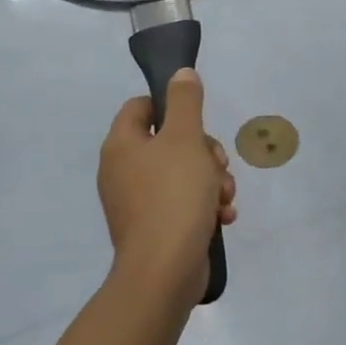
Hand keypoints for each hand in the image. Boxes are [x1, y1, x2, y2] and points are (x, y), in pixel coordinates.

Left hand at [98, 69, 235, 305]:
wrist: (165, 270)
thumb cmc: (174, 195)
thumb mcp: (185, 138)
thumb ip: (185, 101)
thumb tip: (181, 74)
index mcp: (121, 145)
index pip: (141, 107)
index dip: (171, 107)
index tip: (198, 121)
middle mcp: (123, 171)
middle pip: (169, 142)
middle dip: (204, 151)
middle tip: (218, 164)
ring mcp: (137, 203)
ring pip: (183, 174)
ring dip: (211, 180)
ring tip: (224, 196)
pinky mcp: (154, 228)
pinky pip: (183, 204)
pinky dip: (204, 206)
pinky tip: (222, 216)